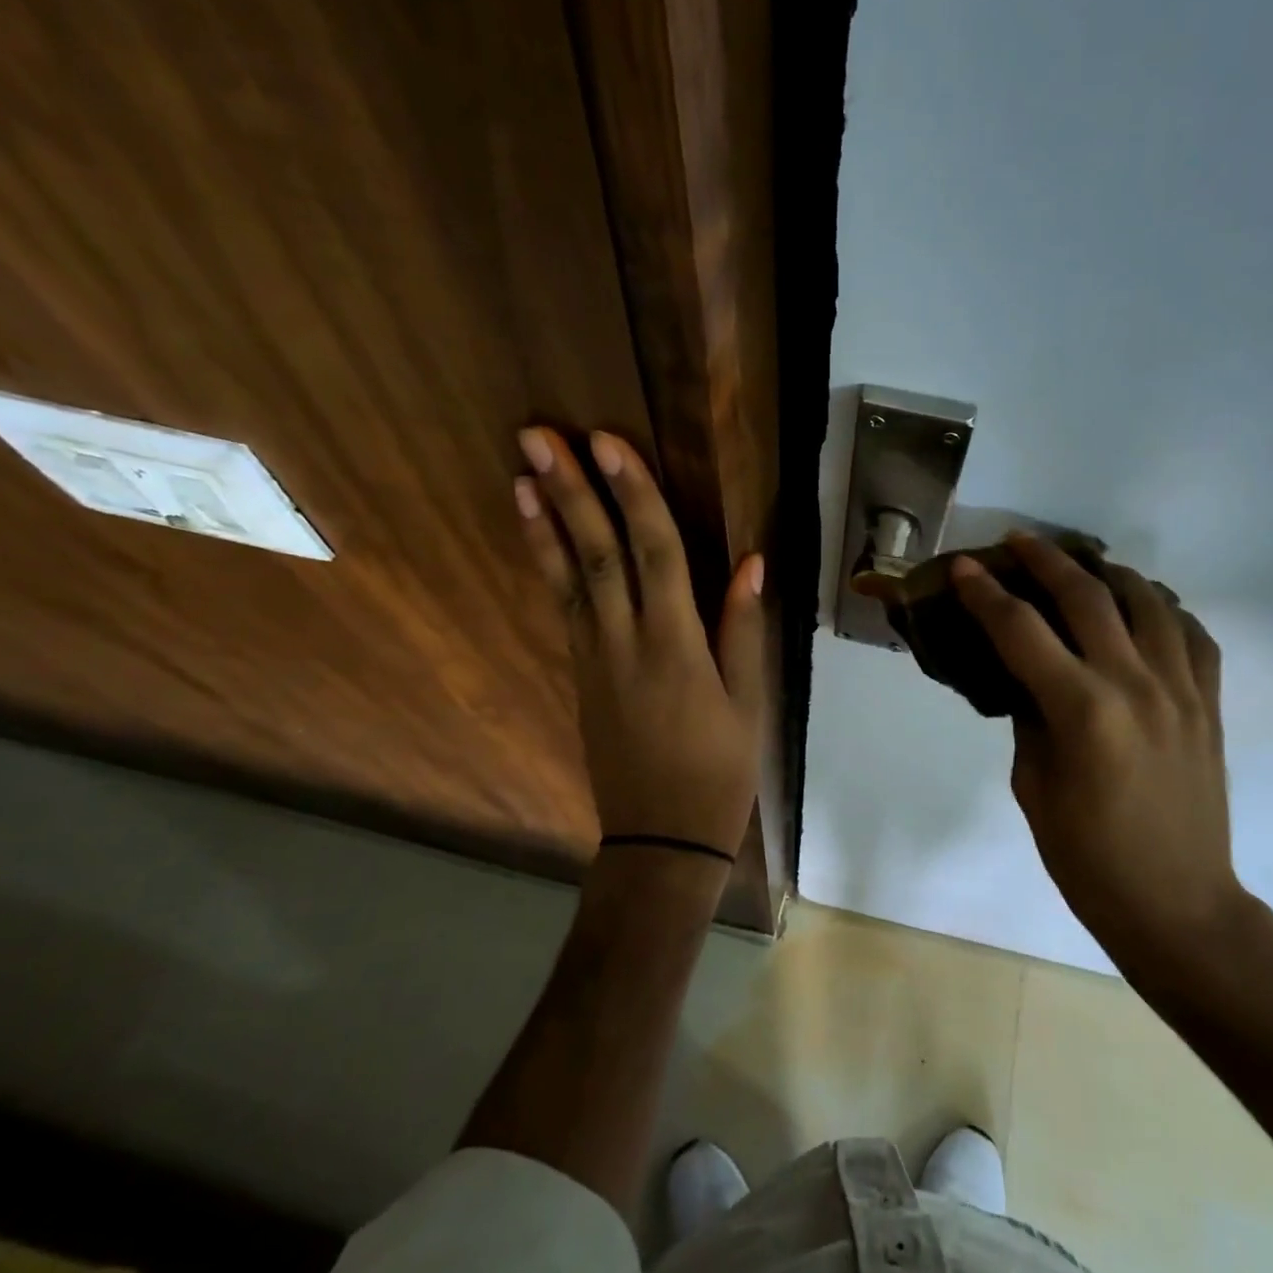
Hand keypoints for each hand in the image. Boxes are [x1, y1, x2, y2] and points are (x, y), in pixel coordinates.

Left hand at [515, 427, 764, 857]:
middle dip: (572, 491)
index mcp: (677, 644)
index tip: (609, 443)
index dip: (633, 495)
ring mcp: (595, 657)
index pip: (655, 553)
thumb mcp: (748, 702)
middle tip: (539, 435)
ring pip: (568, 578)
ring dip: (546, 521)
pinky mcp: (580, 673)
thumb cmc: (719, 769)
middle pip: (598, 554)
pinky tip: (539, 534)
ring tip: (522, 472)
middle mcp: (626, 641)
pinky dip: (547, 565)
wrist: (660, 837)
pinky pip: (563, 607)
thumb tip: (750, 560)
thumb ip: (742, 628)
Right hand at [950, 535, 1241, 957]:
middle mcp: (1136, 685)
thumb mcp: (1034, 786)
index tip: (963, 566)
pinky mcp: (1210, 704)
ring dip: (1108, 572)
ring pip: (1148, 601)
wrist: (1178, 905)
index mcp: (1083, 711)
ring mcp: (1183, 690)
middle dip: (1045, 560)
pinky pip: (1193, 634)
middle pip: (1087, 596)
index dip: (985, 593)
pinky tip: (1144, 609)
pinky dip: (1164, 609)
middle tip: (1017, 541)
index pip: (1021, 630)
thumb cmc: (1088, 858)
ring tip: (1082, 565)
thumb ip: (1031, 718)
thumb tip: (1030, 677)